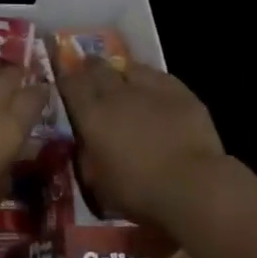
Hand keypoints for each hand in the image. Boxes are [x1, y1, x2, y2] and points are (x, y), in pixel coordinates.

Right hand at [57, 59, 226, 226]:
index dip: (65, 78)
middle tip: (89, 74)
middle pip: (97, 67)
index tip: (64, 79)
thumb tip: (85, 145)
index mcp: (91, 115)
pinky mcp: (179, 91)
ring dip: (120, 71)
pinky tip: (153, 90)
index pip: (70, 83)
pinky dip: (150, 79)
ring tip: (122, 79)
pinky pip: (158, 75)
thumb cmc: (139, 191)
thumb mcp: (98, 183)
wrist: (192, 185)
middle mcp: (116, 93)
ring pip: (128, 66)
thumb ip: (87, 157)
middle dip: (90, 68)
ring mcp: (149, 87)